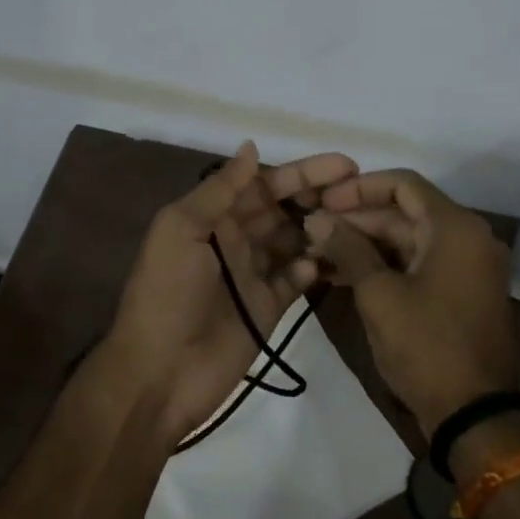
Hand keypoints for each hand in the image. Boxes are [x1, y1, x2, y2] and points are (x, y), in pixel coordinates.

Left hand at [103, 142, 358, 446]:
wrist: (160, 372)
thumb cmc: (167, 293)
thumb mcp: (181, 230)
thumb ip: (218, 189)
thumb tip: (252, 146)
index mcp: (212, 217)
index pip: (262, 184)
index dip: (301, 172)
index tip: (344, 164)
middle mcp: (234, 239)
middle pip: (283, 209)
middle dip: (318, 196)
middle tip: (359, 190)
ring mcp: (252, 274)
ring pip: (294, 241)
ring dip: (319, 230)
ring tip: (354, 223)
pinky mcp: (267, 307)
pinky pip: (296, 280)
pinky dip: (312, 269)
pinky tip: (327, 263)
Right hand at [305, 169, 515, 435]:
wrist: (473, 415)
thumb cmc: (426, 346)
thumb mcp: (379, 295)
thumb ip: (347, 249)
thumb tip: (316, 218)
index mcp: (455, 228)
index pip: (403, 184)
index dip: (358, 188)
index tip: (322, 201)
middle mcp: (467, 238)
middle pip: (403, 212)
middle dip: (355, 220)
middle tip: (312, 231)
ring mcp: (465, 267)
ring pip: (406, 240)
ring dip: (364, 245)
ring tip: (317, 254)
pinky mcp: (458, 292)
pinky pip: (416, 264)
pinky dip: (383, 266)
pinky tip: (341, 275)